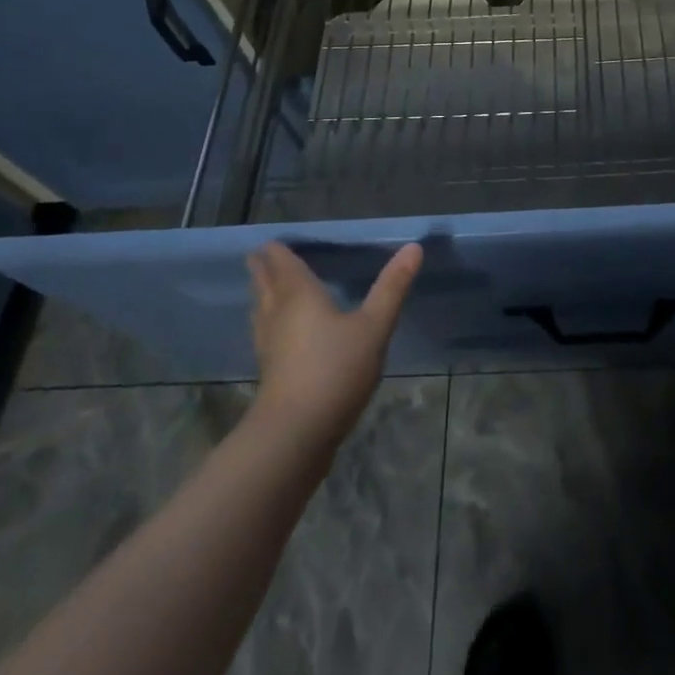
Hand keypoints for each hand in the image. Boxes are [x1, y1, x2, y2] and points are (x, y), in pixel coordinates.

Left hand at [247, 241, 421, 447]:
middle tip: (261, 255)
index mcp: (298, 294)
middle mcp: (277, 313)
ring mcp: (268, 344)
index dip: (276, 250)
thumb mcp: (374, 326)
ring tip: (267, 286)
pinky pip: (265, 332)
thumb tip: (413, 246)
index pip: (281, 262)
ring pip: (261, 309)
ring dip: (262, 294)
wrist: (296, 434)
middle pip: (264, 283)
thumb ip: (392, 287)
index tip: (272, 240)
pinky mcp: (269, 371)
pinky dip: (269, 320)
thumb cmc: (336, 369)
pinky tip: (279, 331)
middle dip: (262, 268)